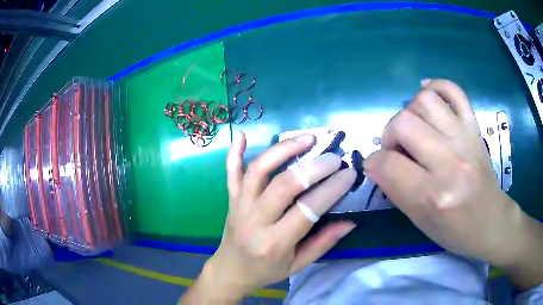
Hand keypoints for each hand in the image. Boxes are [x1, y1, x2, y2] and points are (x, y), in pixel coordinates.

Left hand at [181, 132, 356, 303]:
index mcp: (274, 242)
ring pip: (258, 170)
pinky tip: (242, 135)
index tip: (349, 174)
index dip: (331, 190)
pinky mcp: (231, 198)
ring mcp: (239, 205)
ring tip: (306, 138)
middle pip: (284, 185)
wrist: (231, 270)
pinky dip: (234, 152)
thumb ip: (324, 242)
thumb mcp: (298, 265)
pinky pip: (231, 172)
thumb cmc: (266, 271)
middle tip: (334, 157)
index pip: (307, 210)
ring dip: (282, 150)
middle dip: (313, 168)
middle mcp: (255, 220)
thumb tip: (350, 221)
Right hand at [364, 79, 542, 288]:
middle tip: (395, 149)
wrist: (490, 220)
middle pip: (403, 123)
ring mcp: (465, 138)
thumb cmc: (454, 229)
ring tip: (413, 128)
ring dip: (409, 112)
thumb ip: (396, 191)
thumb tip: (376, 163)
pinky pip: (453, 90)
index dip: (374, 163)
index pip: (388, 164)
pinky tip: (427, 94)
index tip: (376, 167)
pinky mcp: (474, 126)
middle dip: (388, 134)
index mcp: (434, 195)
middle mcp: (450, 161)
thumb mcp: (420, 221)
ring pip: (424, 100)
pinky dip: (436, 86)